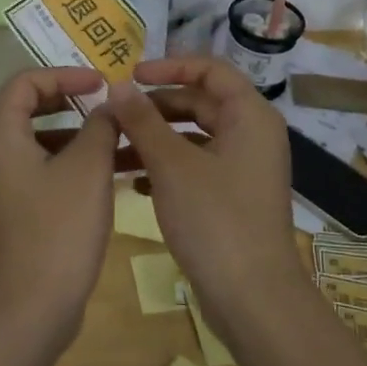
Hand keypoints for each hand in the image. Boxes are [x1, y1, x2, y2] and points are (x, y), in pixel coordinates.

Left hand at [0, 68, 119, 347]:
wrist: (30, 306)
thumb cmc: (58, 228)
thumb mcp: (88, 168)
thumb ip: (101, 124)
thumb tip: (110, 103)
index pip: (27, 81)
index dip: (66, 74)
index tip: (102, 84)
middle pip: (32, 107)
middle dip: (73, 101)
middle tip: (109, 103)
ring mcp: (3, 181)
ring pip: (43, 140)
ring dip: (80, 134)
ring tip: (121, 138)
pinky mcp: (17, 206)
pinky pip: (45, 168)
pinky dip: (74, 162)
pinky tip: (113, 171)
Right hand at [106, 58, 298, 322]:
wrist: (252, 299)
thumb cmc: (215, 220)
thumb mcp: (171, 165)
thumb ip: (142, 120)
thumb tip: (117, 86)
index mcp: (249, 116)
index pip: (210, 69)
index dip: (169, 66)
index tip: (130, 75)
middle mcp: (252, 135)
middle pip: (199, 102)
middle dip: (155, 106)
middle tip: (114, 114)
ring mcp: (244, 168)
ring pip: (194, 137)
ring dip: (155, 139)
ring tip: (114, 148)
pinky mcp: (233, 197)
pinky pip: (196, 166)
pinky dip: (166, 167)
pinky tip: (132, 182)